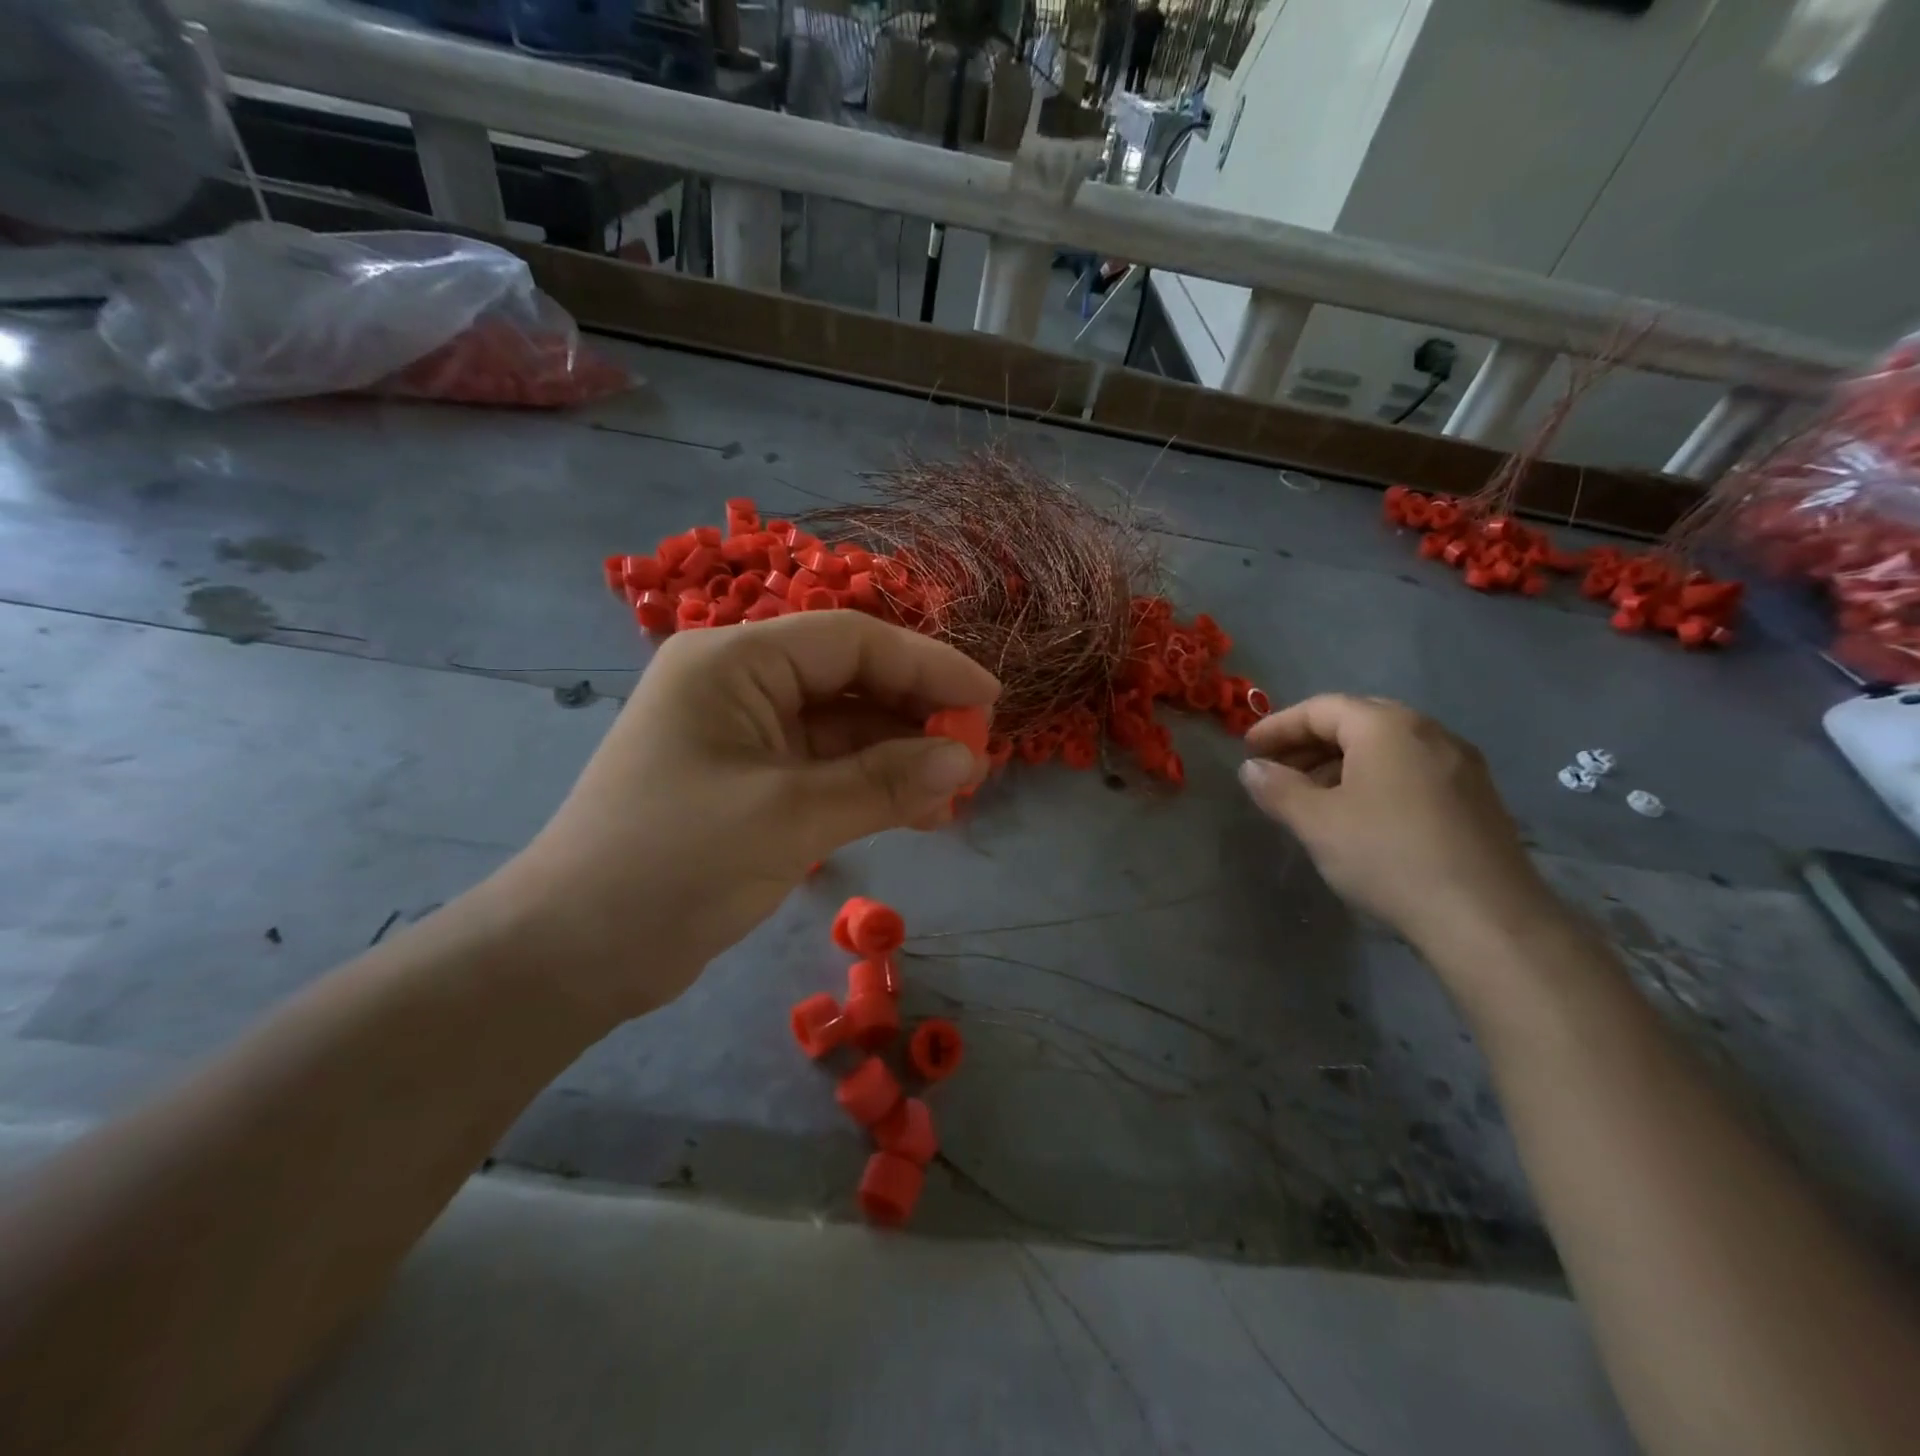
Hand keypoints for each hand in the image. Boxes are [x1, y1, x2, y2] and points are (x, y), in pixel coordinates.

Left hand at [492, 612, 996, 1022]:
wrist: (571, 955)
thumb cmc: (671, 866)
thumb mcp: (788, 818)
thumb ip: (884, 782)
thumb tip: (968, 759)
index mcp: (733, 662)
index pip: (850, 641)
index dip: (927, 665)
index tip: (989, 700)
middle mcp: (739, 684)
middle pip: (850, 680)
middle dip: (916, 713)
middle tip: (977, 752)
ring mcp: (745, 736)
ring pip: (843, 728)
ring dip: (900, 755)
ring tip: (958, 789)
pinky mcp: (751, 783)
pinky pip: (826, 769)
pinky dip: (871, 785)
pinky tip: (918, 810)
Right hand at [1238, 694, 1556, 950]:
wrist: (1487, 919)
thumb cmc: (1388, 856)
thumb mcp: (1316, 822)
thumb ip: (1277, 788)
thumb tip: (1251, 768)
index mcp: (1387, 727)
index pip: (1321, 708)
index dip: (1278, 726)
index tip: (1248, 750)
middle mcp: (1429, 732)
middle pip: (1356, 722)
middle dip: (1310, 743)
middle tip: (1277, 770)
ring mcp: (1460, 764)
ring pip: (1386, 748)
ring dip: (1340, 763)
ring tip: (1310, 796)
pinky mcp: (1477, 797)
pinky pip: (1411, 770)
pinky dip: (1374, 779)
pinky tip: (1358, 815)